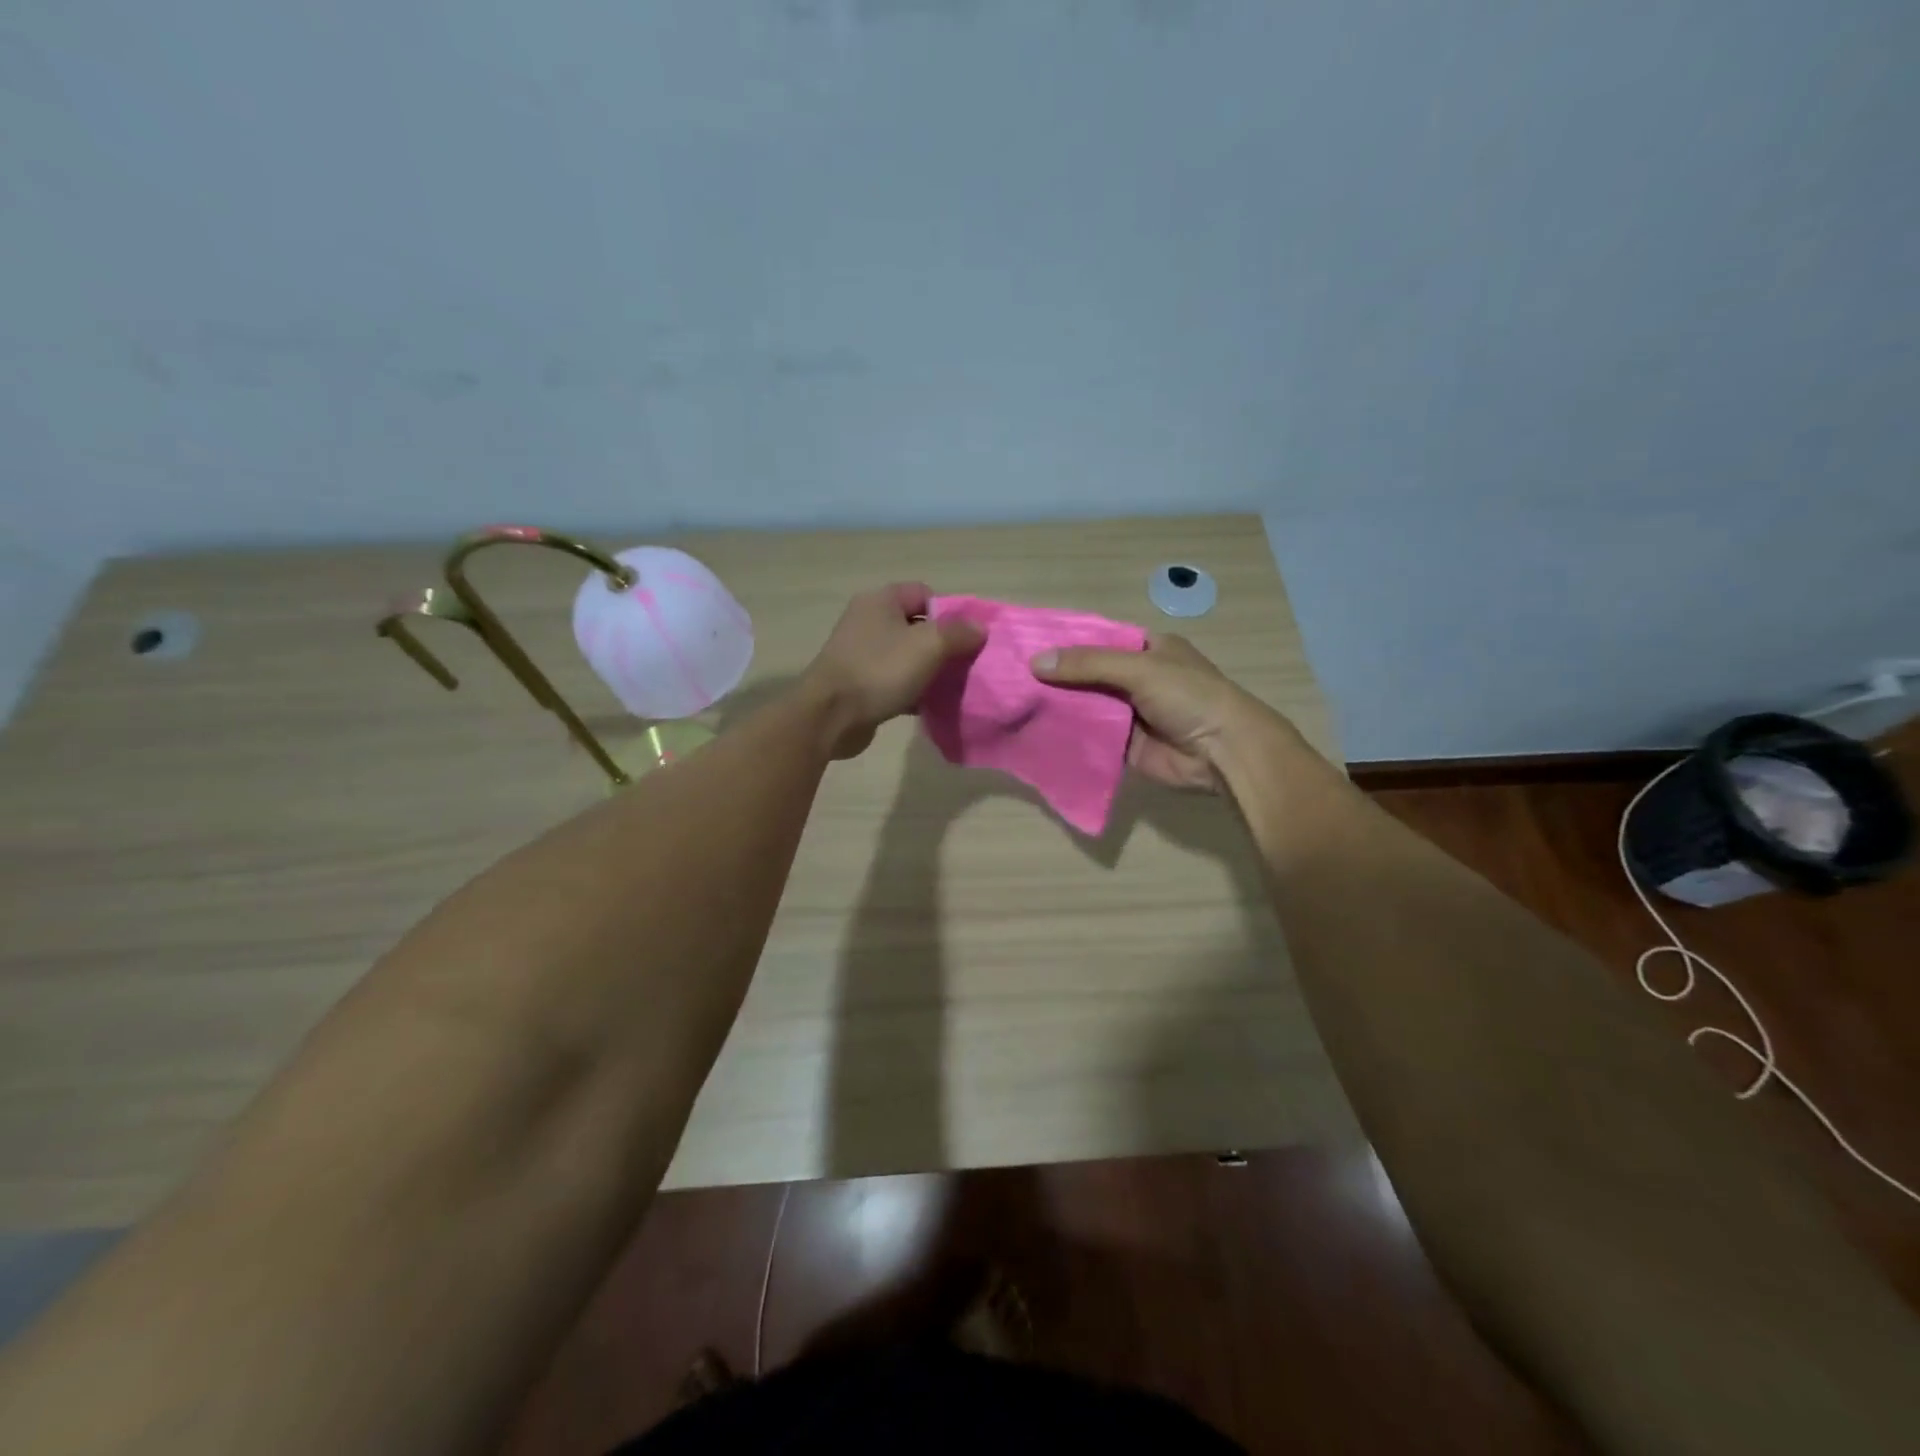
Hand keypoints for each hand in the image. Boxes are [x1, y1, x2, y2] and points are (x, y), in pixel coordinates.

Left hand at [803, 583, 985, 758]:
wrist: (830, 717)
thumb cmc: (879, 671)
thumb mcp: (928, 646)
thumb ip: (958, 633)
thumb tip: (980, 627)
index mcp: (881, 601)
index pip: (924, 593)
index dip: (949, 612)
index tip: (966, 637)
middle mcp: (868, 621)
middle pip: (917, 626)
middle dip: (943, 645)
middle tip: (964, 664)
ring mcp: (861, 654)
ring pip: (907, 656)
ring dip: (929, 671)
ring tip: (952, 687)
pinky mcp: (860, 684)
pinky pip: (895, 681)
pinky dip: (913, 691)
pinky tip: (930, 706)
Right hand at [1030, 632, 1281, 790]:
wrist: (1222, 752)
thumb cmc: (1188, 696)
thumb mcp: (1139, 669)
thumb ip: (1088, 665)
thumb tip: (1036, 662)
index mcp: (1147, 650)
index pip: (1098, 640)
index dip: (1066, 643)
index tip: (1027, 645)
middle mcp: (1136, 679)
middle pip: (1087, 675)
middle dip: (1055, 677)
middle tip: (1010, 677)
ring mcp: (1129, 714)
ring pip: (1086, 706)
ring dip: (1057, 707)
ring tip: (1013, 703)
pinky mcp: (1124, 746)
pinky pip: (1090, 737)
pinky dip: (1068, 734)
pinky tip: (1034, 732)